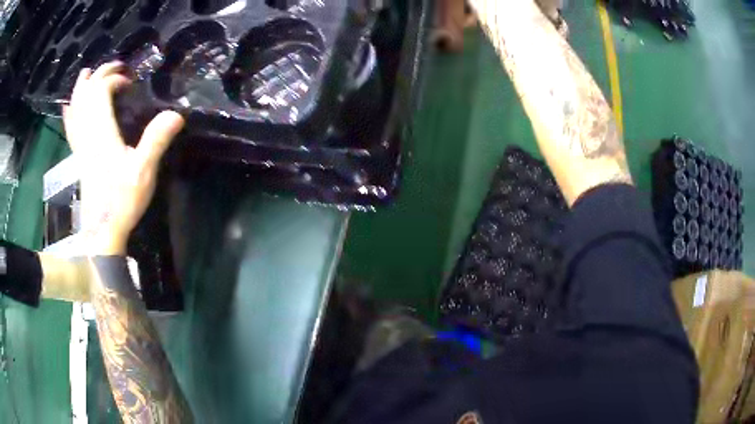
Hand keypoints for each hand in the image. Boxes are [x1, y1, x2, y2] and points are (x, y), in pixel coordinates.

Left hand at [63, 62, 184, 254]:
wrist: (102, 232)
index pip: (100, 92)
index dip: (114, 79)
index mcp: (101, 133)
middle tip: (115, 67)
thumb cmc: (122, 202)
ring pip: (75, 109)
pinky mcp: (78, 157)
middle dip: (99, 75)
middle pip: (86, 95)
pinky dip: (69, 113)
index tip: (129, 82)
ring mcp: (80, 146)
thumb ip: (156, 141)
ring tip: (86, 74)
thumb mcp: (143, 173)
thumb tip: (176, 114)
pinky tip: (68, 106)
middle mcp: (87, 134)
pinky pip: (70, 129)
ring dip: (81, 88)